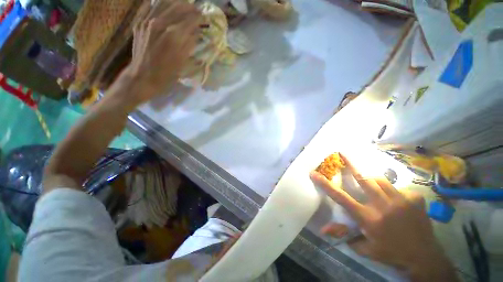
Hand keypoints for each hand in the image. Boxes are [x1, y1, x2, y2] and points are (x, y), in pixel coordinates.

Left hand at [115, 0, 200, 108]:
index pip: (191, 19)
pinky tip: (169, 8)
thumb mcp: (183, 62)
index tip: (205, 19)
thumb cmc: (166, 75)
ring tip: (185, 7)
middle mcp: (160, 24)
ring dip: (177, 4)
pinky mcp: (140, 23)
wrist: (142, 77)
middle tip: (197, 12)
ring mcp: (148, 22)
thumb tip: (197, 33)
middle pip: (179, 7)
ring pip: (165, 3)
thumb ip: (190, 44)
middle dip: (190, 8)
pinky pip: (152, 7)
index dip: (199, 18)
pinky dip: (163, 5)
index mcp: (174, 37)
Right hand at [310, 154, 457, 280]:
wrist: (424, 257)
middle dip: (351, 164)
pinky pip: (398, 188)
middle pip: (363, 178)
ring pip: (380, 179)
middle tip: (342, 152)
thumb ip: (344, 235)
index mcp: (368, 218)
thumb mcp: (364, 248)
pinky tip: (396, 201)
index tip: (314, 173)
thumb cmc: (390, 253)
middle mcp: (383, 206)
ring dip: (371, 178)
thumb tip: (323, 229)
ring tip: (369, 181)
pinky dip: (393, 191)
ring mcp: (401, 200)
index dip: (325, 184)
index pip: (341, 197)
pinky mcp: (415, 199)